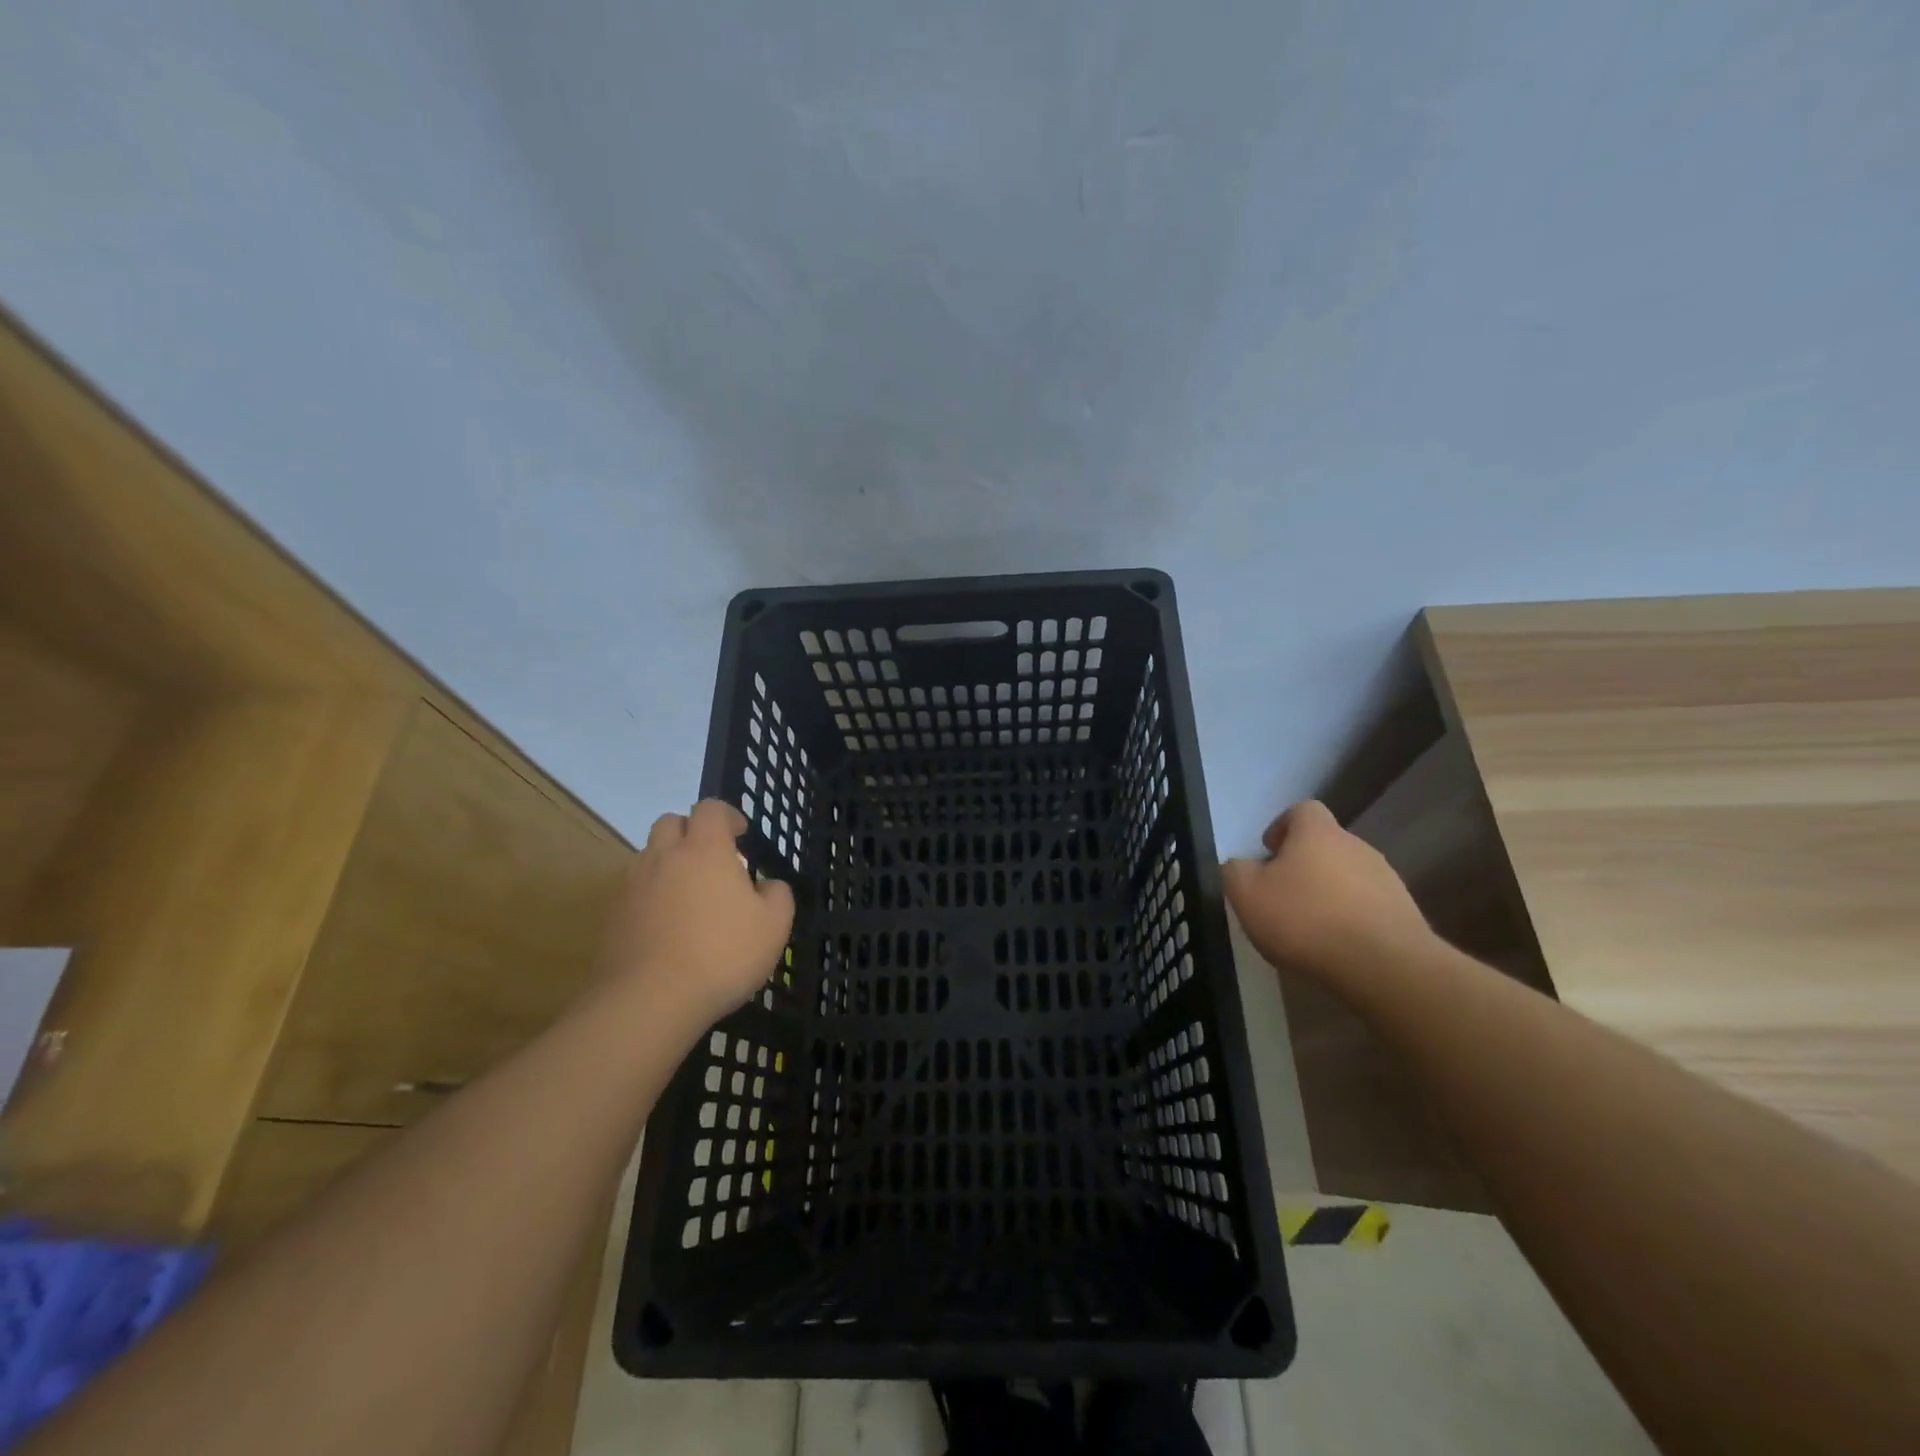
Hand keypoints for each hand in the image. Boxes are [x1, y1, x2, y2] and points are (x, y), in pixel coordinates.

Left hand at [593, 800, 794, 1038]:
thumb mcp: (774, 926)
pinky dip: (653, 896)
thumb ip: (777, 895)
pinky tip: (668, 927)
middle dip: (691, 832)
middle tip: (712, 860)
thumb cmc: (722, 954)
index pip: (710, 808)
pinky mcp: (614, 917)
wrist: (650, 1000)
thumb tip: (766, 885)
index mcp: (705, 849)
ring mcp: (633, 886)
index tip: (740, 835)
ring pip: (649, 856)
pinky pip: (636, 891)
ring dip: (670, 864)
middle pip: (671, 823)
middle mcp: (664, 857)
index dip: (726, 815)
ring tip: (690, 896)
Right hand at [1222, 801, 1432, 979]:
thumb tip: (1240, 866)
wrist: (1383, 965)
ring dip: (1329, 892)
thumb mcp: (1246, 894)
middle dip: (1304, 864)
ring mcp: (1386, 879)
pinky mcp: (1405, 913)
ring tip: (1310, 926)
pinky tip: (1337, 945)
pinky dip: (1351, 918)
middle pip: (1326, 844)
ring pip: (1348, 875)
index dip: (1282, 826)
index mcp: (1317, 833)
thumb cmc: (1305, 919)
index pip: (1302, 810)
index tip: (1269, 853)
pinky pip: (1369, 905)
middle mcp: (1356, 846)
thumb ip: (1236, 871)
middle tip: (1282, 894)